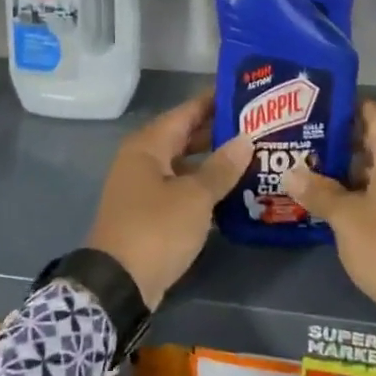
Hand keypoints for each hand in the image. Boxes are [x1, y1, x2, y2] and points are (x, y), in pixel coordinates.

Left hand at [86, 92, 252, 308]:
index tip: (244, 91)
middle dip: (218, 132)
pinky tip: (232, 190)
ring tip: (252, 155)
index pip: (185, 112)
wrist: (118, 284)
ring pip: (184, 165)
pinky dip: (203, 187)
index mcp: (147, 146)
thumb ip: (221, 168)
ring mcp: (143, 189)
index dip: (212, 101)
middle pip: (184, 137)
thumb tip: (245, 139)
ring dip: (213, 162)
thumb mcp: (195, 197)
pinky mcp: (149, 214)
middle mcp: (142, 161)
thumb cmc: (156, 229)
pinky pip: (181, 189)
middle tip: (257, 125)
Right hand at [284, 101, 375, 341]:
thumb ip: (318, 192)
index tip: (319, 108)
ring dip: (358, 172)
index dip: (348, 107)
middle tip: (309, 146)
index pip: (375, 114)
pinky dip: (375, 192)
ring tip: (320, 177)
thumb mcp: (346, 220)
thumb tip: (290, 172)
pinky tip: (348, 207)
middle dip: (345, 144)